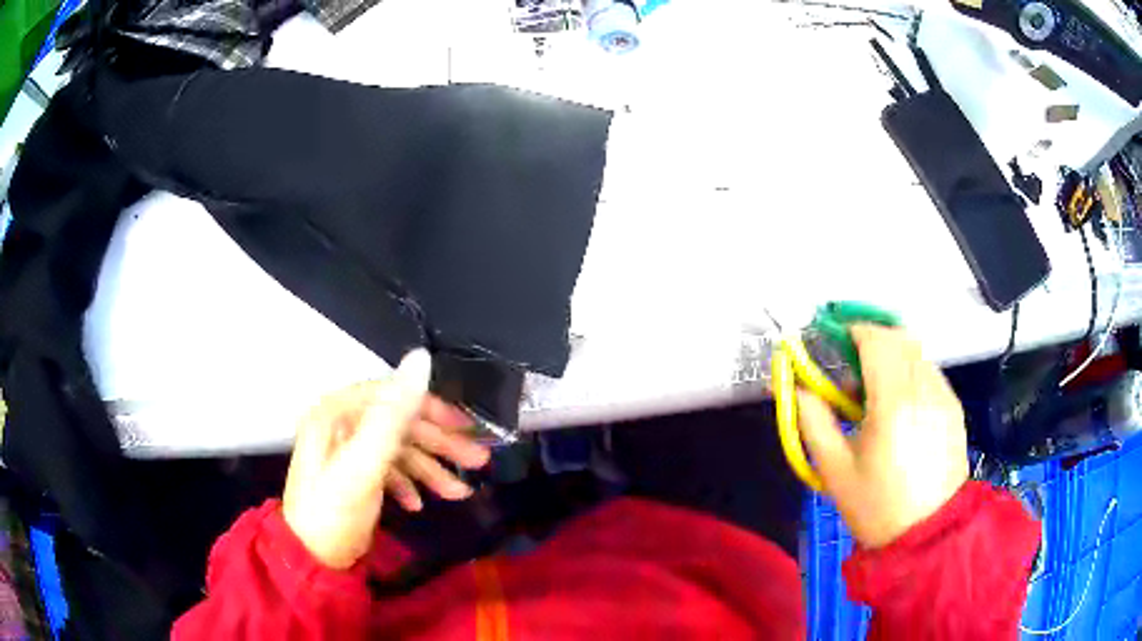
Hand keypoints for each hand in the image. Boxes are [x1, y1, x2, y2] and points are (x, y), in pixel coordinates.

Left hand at [282, 350, 488, 568]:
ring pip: (398, 450)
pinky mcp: (352, 476)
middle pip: (399, 424)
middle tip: (478, 462)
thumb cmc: (334, 512)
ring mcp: (346, 451)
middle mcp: (341, 424)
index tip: (467, 428)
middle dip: (440, 445)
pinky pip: (387, 470)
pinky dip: (408, 484)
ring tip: (459, 493)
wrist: (311, 560)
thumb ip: (393, 415)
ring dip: (430, 470)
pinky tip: (419, 504)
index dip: (433, 409)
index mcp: (337, 412)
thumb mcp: (363, 465)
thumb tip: (421, 358)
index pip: (393, 395)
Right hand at [797, 325, 968, 548]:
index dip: (853, 331)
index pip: (877, 341)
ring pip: (917, 353)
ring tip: (874, 392)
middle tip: (851, 366)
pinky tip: (899, 407)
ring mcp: (944, 396)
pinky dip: (910, 373)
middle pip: (900, 337)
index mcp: (893, 403)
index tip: (835, 340)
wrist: (927, 535)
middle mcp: (924, 389)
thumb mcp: (835, 470)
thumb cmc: (876, 506)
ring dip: (892, 356)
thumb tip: (798, 388)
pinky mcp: (954, 408)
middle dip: (873, 339)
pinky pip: (929, 373)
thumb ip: (813, 421)